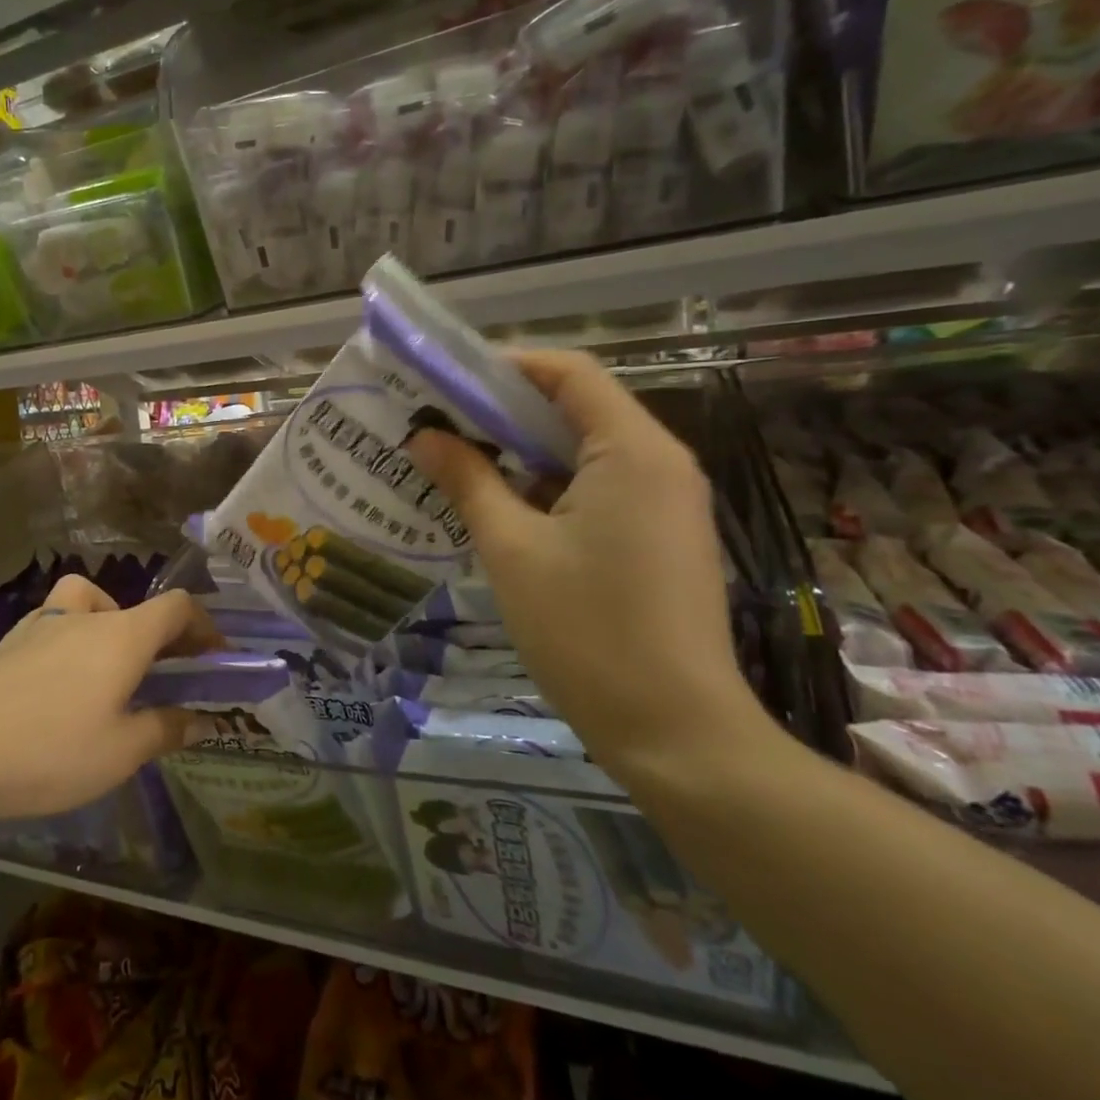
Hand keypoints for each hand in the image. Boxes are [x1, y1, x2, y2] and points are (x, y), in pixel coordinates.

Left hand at [0, 575, 216, 825]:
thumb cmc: (50, 749)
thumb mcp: (120, 752)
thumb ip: (165, 729)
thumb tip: (201, 719)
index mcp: (122, 635)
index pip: (177, 607)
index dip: (204, 625)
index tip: (215, 657)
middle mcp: (85, 616)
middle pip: (134, 607)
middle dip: (159, 636)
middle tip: (164, 676)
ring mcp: (41, 624)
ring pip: (88, 604)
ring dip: (110, 627)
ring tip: (107, 671)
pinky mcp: (8, 643)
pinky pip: (54, 623)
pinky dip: (71, 639)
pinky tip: (58, 683)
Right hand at [409, 349, 773, 784]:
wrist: (676, 733)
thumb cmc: (586, 630)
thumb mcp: (511, 549)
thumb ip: (467, 480)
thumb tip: (424, 436)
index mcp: (632, 450)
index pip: (569, 372)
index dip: (505, 366)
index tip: (445, 384)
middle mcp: (660, 462)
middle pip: (576, 407)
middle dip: (503, 410)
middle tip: (437, 424)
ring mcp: (666, 502)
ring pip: (584, 450)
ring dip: (522, 451)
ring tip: (457, 462)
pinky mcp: (660, 536)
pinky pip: (598, 486)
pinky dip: (547, 484)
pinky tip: (499, 507)